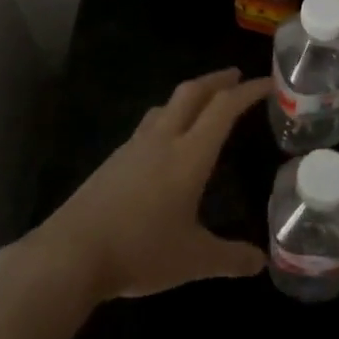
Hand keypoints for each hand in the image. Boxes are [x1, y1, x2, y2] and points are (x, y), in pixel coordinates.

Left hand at [24, 69, 271, 301]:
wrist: (72, 253)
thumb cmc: (140, 250)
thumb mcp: (194, 260)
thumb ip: (230, 257)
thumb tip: (260, 262)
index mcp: (189, 155)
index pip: (223, 109)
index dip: (247, 91)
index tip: (267, 82)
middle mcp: (162, 140)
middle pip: (191, 93)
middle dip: (216, 80)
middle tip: (235, 77)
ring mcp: (133, 147)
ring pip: (166, 106)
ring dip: (189, 97)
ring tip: (202, 105)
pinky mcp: (113, 160)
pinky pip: (148, 125)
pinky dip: (167, 118)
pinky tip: (165, 141)